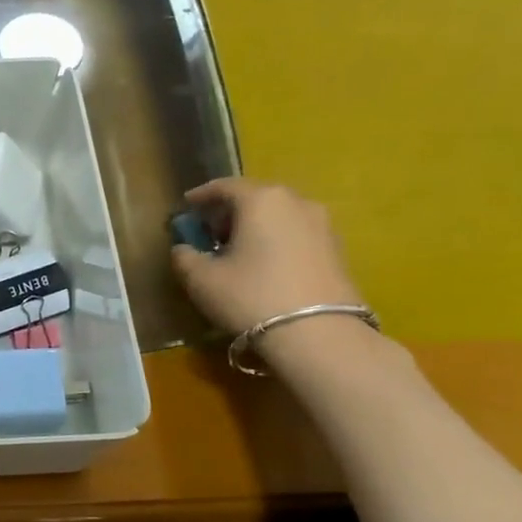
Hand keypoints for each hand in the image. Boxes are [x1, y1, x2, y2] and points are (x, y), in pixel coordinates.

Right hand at [171, 178, 365, 336]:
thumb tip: (183, 248)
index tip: (186, 205)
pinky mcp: (338, 251)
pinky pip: (296, 235)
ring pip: (279, 216)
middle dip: (230, 212)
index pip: (225, 186)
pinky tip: (264, 266)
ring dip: (255, 227)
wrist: (319, 335)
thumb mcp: (201, 279)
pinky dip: (276, 241)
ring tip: (237, 251)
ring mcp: (323, 226)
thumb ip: (185, 257)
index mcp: (261, 200)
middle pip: (255, 198)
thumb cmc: (251, 296)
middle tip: (209, 232)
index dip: (202, 195)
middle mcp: (296, 202)